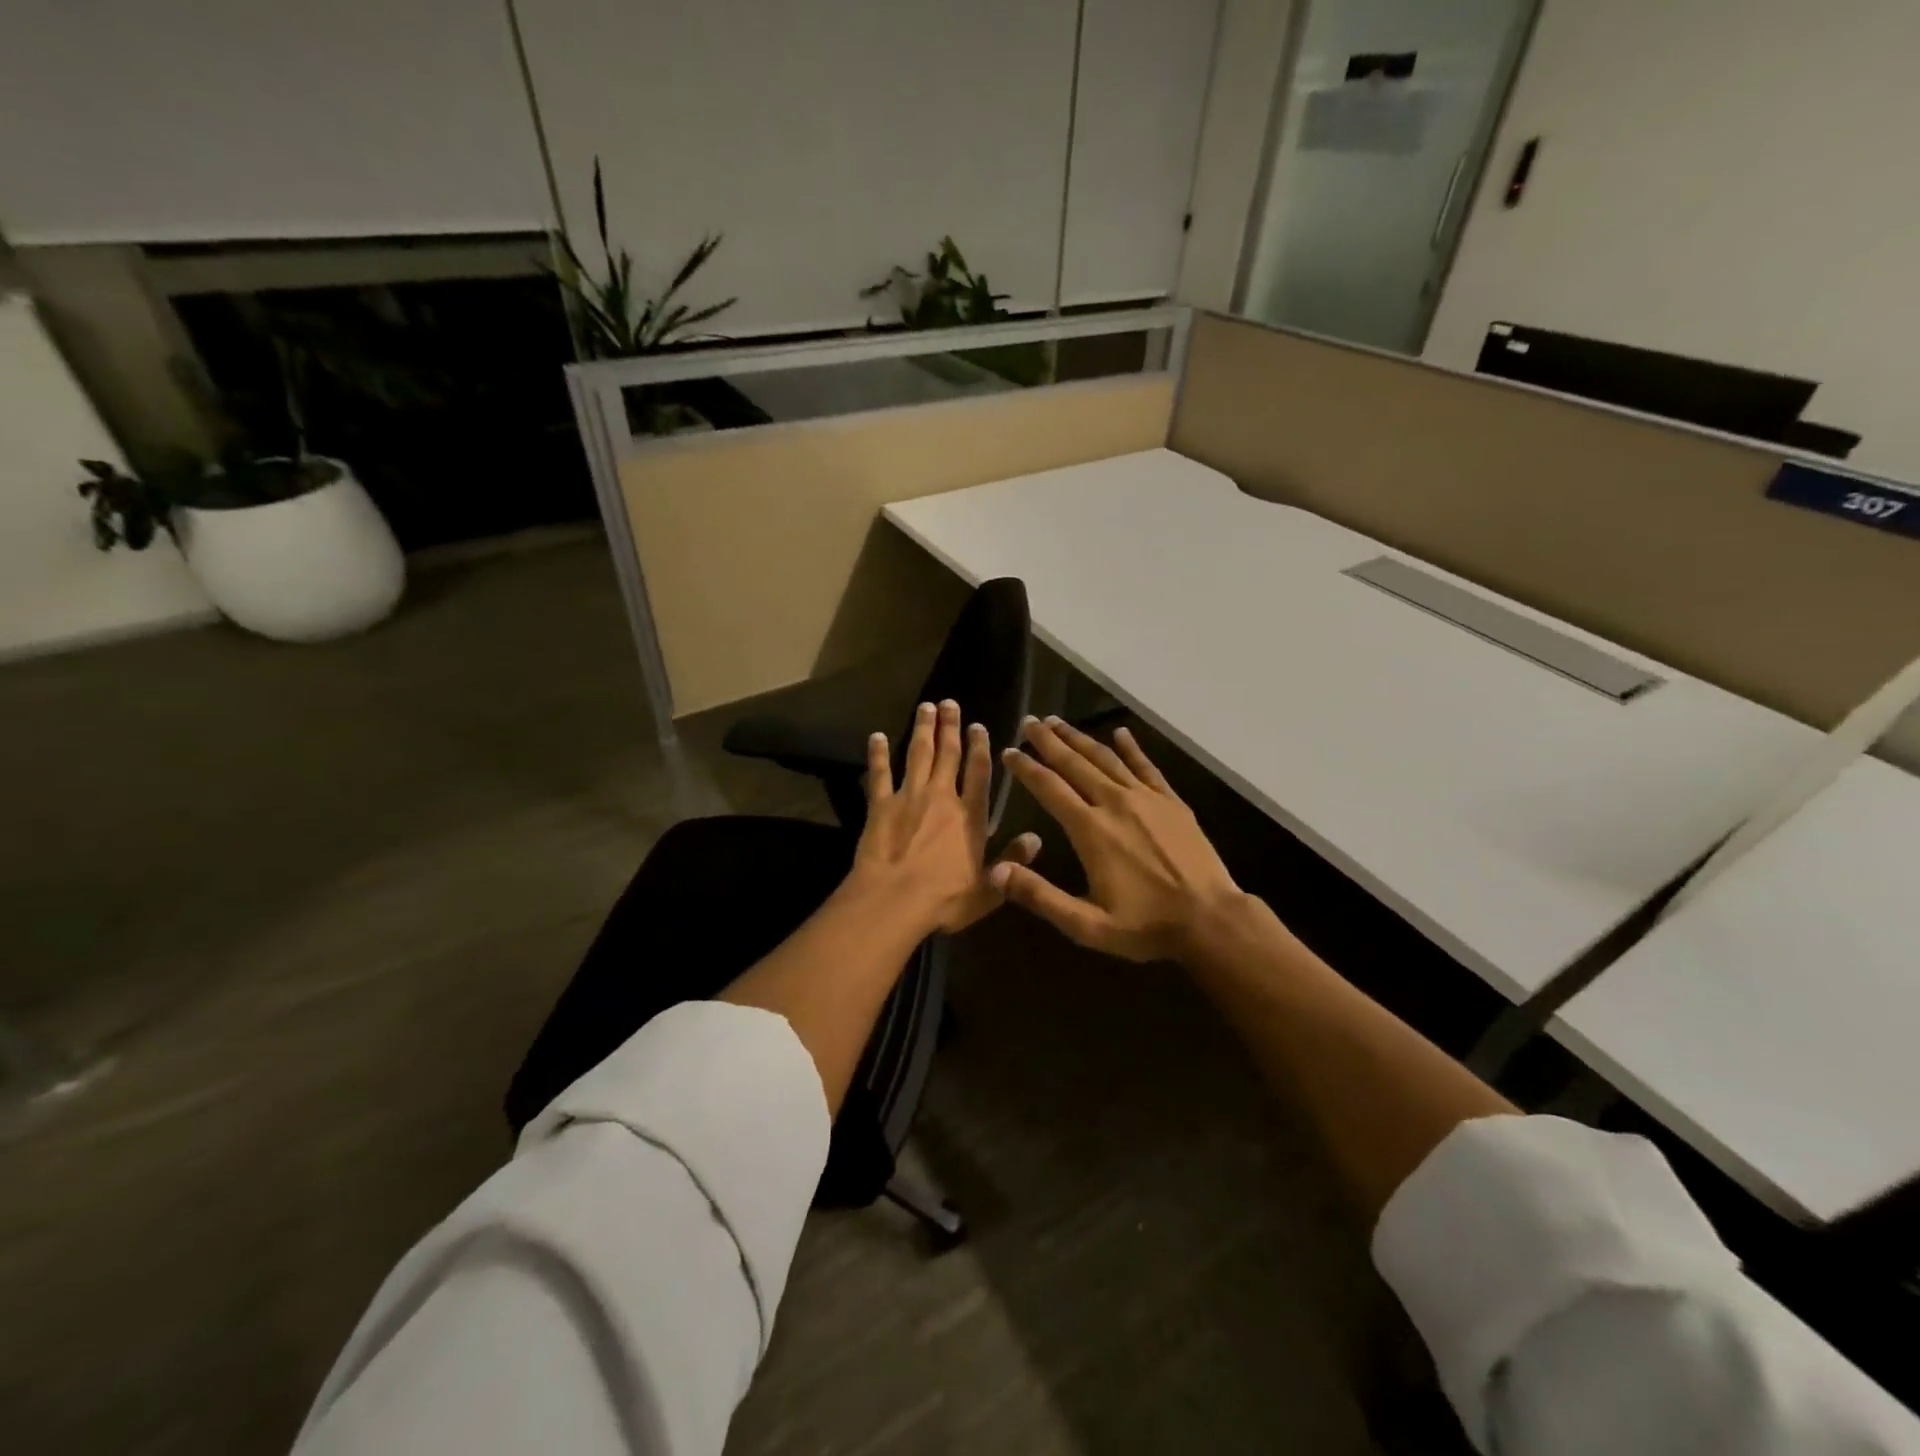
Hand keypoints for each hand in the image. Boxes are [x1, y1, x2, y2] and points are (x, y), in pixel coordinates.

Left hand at [850, 699, 1041, 935]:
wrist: (894, 900)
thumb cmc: (944, 899)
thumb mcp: (989, 888)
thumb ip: (1012, 860)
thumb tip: (1037, 838)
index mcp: (969, 817)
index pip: (979, 774)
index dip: (980, 747)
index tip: (978, 726)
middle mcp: (942, 798)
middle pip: (947, 755)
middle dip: (950, 727)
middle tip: (950, 702)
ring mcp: (909, 797)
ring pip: (918, 755)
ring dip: (922, 729)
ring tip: (926, 706)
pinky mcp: (880, 805)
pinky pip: (879, 773)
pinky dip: (878, 754)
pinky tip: (877, 736)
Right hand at [992, 717, 1246, 961]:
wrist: (1210, 919)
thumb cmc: (1145, 925)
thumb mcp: (1086, 924)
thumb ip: (1040, 896)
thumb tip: (995, 872)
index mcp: (1090, 829)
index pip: (1049, 787)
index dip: (1026, 768)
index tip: (1009, 751)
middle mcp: (1114, 803)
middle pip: (1075, 763)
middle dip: (1049, 741)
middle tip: (1029, 722)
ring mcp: (1146, 798)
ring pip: (1106, 758)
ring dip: (1080, 738)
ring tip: (1059, 722)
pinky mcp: (1171, 802)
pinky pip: (1146, 766)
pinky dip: (1131, 747)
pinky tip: (1120, 732)